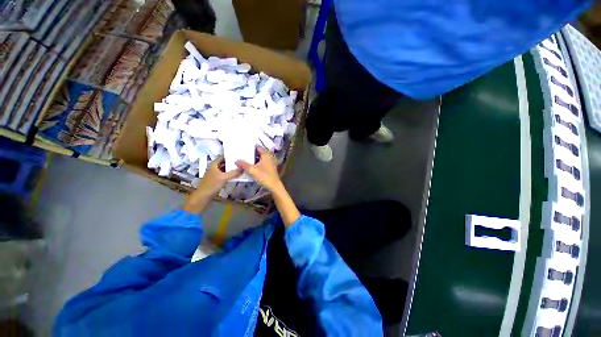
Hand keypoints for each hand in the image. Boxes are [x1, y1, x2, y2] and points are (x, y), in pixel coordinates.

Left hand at [183, 157, 241, 213]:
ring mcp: (216, 174)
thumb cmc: (212, 184)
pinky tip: (237, 175)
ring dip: (232, 169)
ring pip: (226, 169)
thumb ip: (234, 173)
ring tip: (242, 167)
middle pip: (225, 163)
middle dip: (233, 162)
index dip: (230, 155)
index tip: (239, 154)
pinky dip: (231, 174)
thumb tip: (243, 168)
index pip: (223, 157)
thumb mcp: (224, 178)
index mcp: (214, 164)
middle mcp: (215, 168)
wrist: (203, 196)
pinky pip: (226, 175)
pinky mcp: (218, 180)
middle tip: (243, 161)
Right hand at [235, 147, 281, 191]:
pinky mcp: (270, 168)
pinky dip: (257, 163)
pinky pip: (262, 163)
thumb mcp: (252, 170)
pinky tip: (252, 166)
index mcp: (266, 155)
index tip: (244, 146)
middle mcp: (269, 157)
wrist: (274, 186)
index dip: (252, 146)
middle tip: (243, 152)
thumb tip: (236, 160)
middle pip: (260, 152)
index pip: (258, 147)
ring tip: (246, 159)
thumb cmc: (264, 176)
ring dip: (254, 158)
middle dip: (252, 152)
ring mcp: (270, 163)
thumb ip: (243, 165)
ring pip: (261, 158)